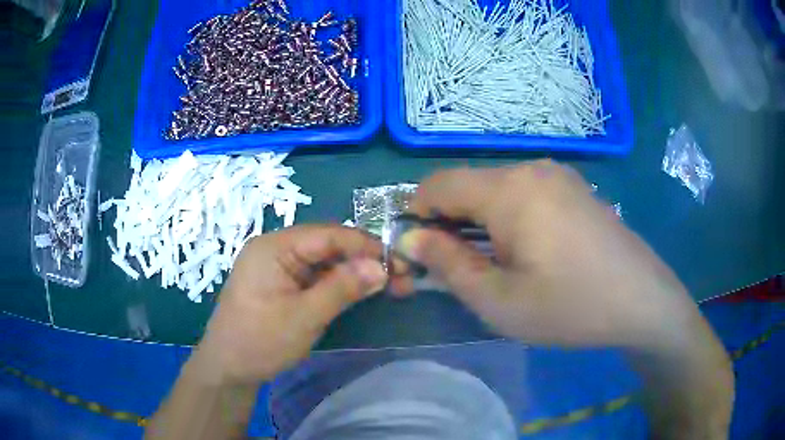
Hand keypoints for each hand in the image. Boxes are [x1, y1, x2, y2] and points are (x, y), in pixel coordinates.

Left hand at [192, 225, 387, 384]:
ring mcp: (277, 266)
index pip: (328, 235)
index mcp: (274, 247)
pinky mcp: (281, 282)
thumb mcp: (304, 317)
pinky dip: (339, 283)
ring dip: (354, 272)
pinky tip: (359, 290)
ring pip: (324, 261)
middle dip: (364, 260)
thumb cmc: (260, 341)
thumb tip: (382, 267)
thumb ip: (343, 288)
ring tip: (388, 285)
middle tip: (400, 278)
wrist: (227, 368)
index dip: (366, 246)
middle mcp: (275, 248)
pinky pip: (315, 275)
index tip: (400, 262)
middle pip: (327, 245)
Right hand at [396, 160, 702, 348]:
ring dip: (478, 223)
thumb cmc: (571, 307)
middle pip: (466, 186)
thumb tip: (412, 240)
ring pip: (494, 190)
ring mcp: (556, 175)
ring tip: (492, 265)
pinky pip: (523, 194)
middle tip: (453, 270)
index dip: (415, 217)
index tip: (418, 256)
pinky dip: (506, 218)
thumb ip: (448, 265)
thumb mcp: (499, 301)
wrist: (642, 300)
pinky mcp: (572, 187)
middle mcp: (530, 169)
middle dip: (447, 224)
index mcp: (509, 190)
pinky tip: (526, 252)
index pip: (436, 185)